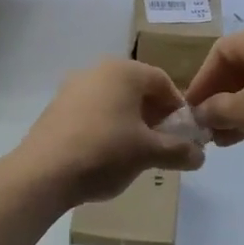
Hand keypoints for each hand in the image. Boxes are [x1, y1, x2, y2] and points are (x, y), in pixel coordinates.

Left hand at [15, 59, 204, 204]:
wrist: (43, 173)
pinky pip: (91, 112)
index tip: (183, 135)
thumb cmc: (105, 153)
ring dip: (130, 123)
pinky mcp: (55, 108)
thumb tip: (200, 155)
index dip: (178, 108)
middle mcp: (96, 70)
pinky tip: (106, 155)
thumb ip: (179, 151)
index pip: (163, 82)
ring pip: (113, 101)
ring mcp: (71, 88)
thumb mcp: (149, 153)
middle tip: (161, 144)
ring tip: (135, 153)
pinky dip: (106, 127)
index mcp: (123, 71)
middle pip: (136, 90)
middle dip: (153, 116)